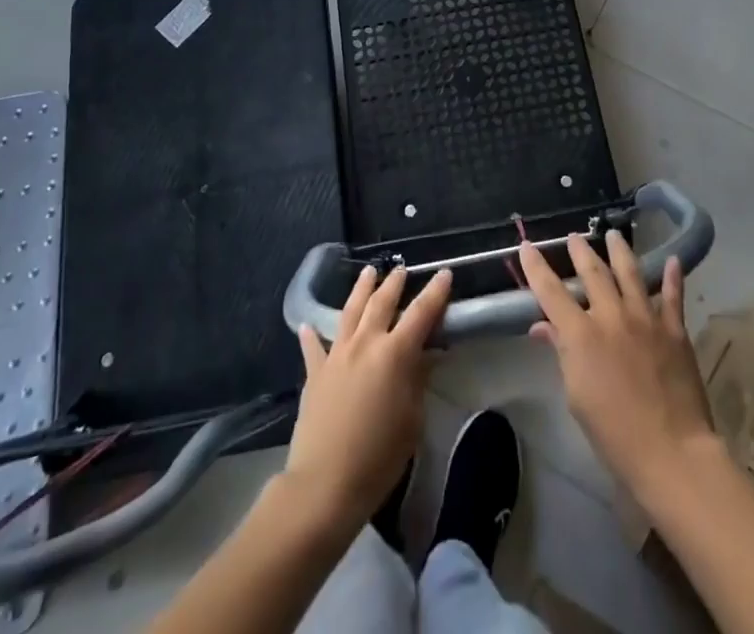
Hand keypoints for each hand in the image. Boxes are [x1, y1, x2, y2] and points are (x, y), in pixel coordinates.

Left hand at [285, 265, 451, 529]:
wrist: (324, 484)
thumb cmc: (378, 457)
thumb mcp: (412, 421)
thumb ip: (418, 381)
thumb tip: (426, 355)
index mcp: (395, 354)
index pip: (421, 313)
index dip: (435, 292)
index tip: (444, 273)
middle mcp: (366, 343)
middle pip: (382, 302)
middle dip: (394, 283)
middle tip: (401, 269)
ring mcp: (337, 354)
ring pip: (351, 311)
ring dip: (361, 289)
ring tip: (368, 272)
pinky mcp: (314, 372)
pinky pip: (313, 346)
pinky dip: (312, 334)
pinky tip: (308, 325)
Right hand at [519, 232, 720, 503]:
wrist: (671, 452)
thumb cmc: (614, 433)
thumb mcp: (576, 396)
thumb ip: (561, 353)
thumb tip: (542, 327)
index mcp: (581, 333)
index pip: (550, 291)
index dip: (536, 267)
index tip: (526, 246)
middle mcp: (611, 315)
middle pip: (592, 271)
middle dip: (580, 251)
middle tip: (574, 237)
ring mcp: (645, 318)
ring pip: (630, 272)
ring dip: (619, 250)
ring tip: (613, 234)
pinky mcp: (674, 329)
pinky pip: (673, 295)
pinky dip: (672, 276)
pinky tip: (673, 260)